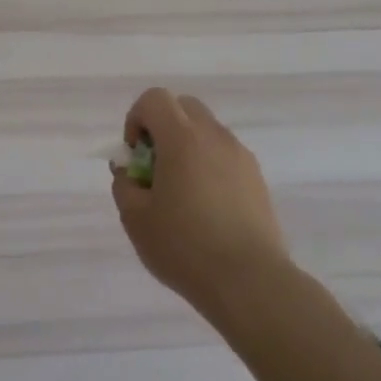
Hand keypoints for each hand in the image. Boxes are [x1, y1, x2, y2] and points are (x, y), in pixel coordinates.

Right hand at [110, 88, 293, 314]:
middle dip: (162, 127)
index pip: (155, 99)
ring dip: (187, 146)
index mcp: (182, 138)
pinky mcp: (256, 178)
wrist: (248, 281)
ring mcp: (240, 156)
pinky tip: (206, 208)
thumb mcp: (135, 217)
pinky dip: (208, 165)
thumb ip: (124, 184)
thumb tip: (130, 170)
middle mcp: (214, 136)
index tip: (135, 157)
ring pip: (207, 130)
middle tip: (154, 168)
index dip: (136, 119)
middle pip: (184, 107)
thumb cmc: (184, 246)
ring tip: (181, 193)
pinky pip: (225, 155)